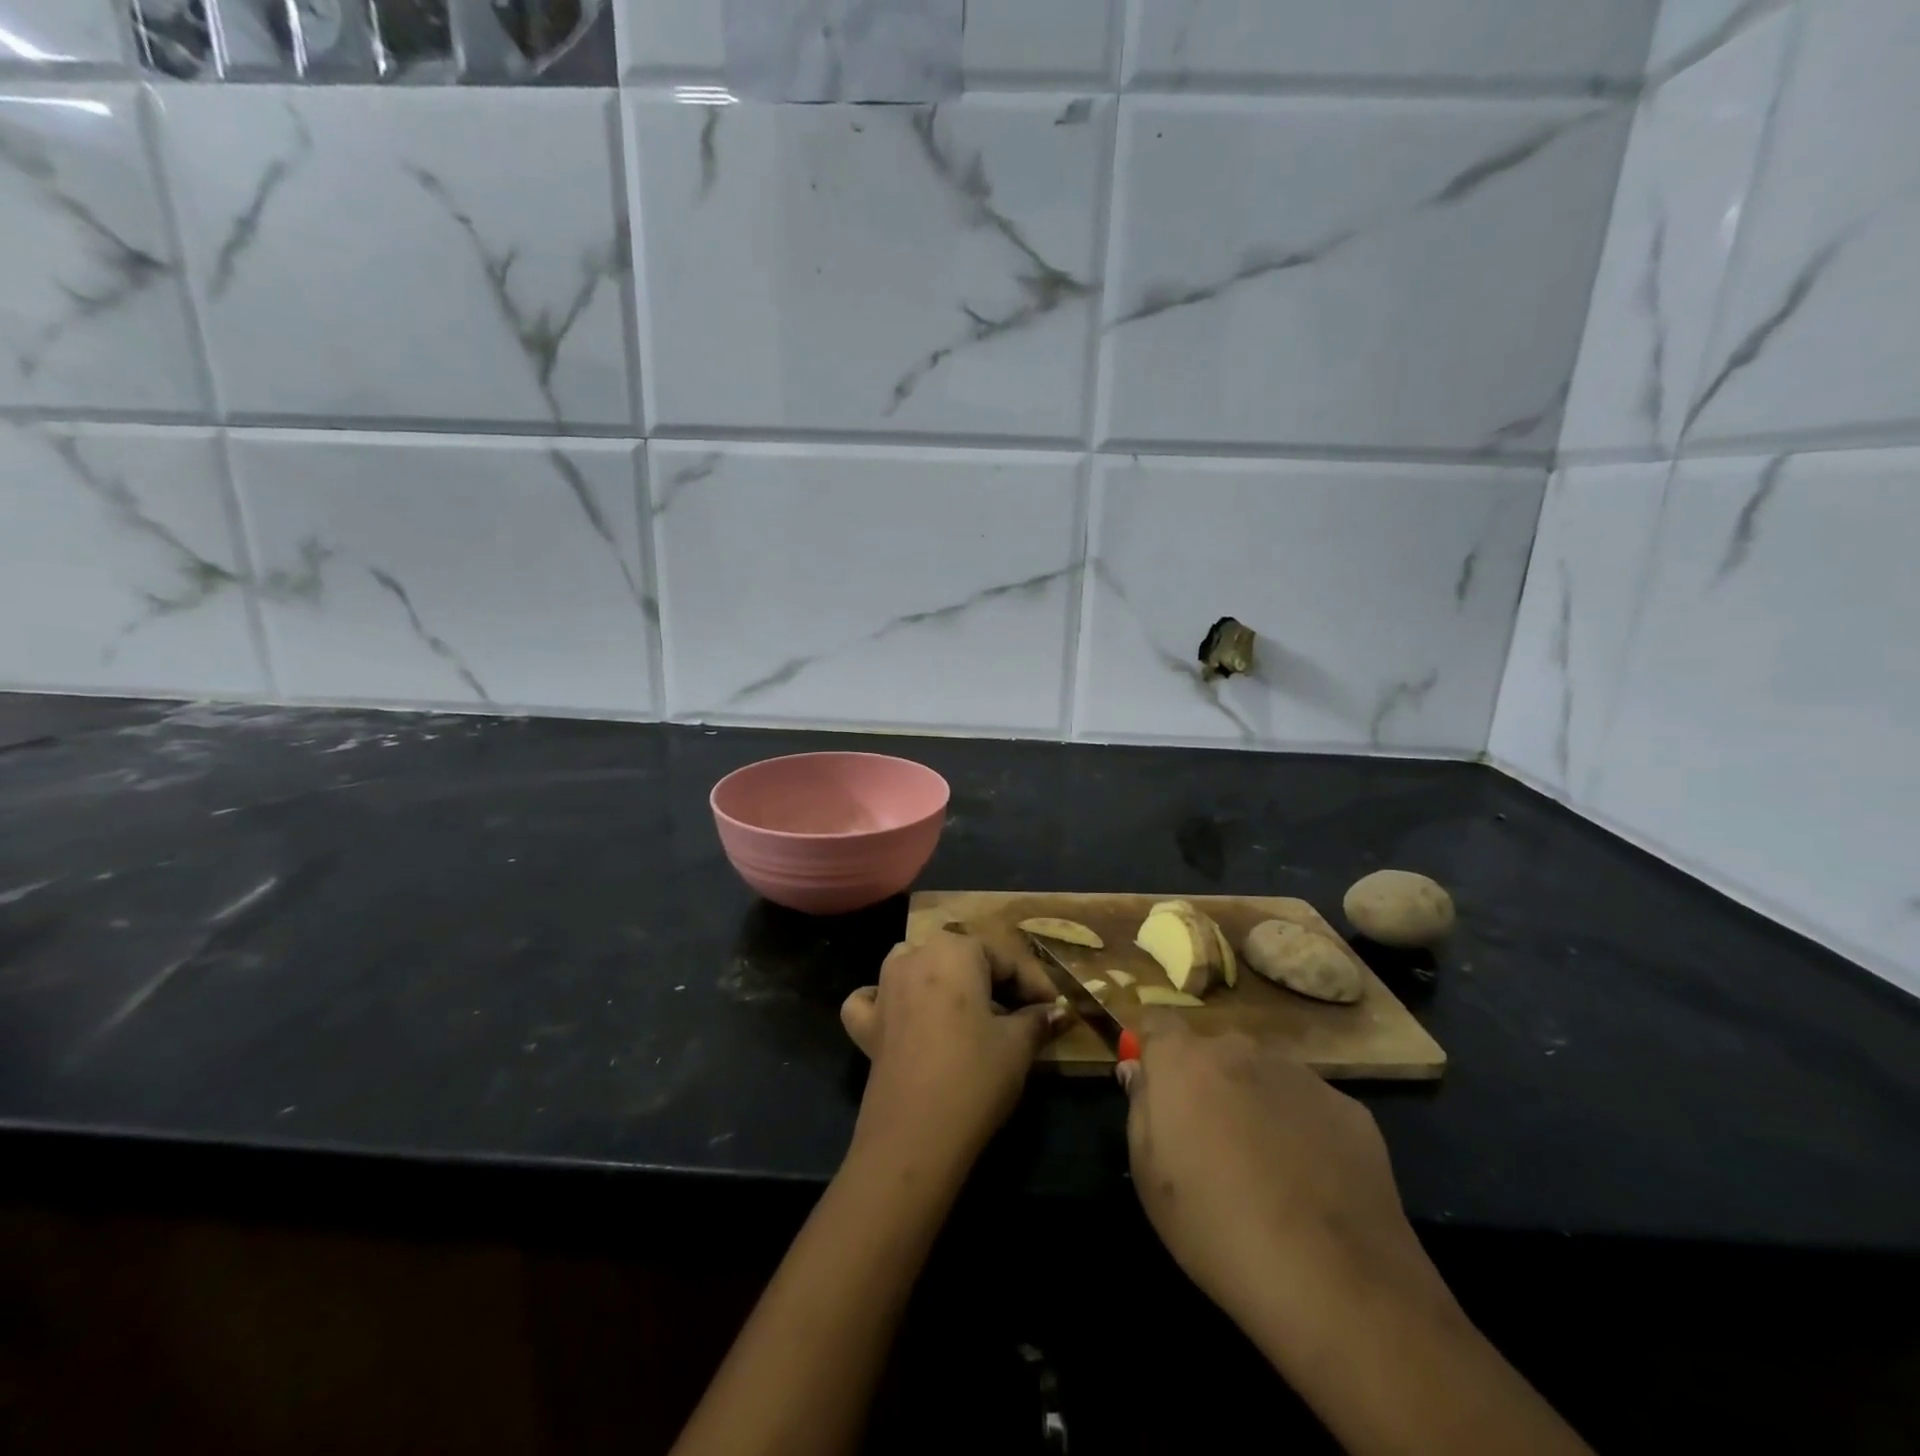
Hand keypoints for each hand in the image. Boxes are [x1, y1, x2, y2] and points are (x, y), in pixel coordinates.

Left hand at [840, 929, 1065, 1168]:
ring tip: (969, 1012)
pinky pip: (874, 1000)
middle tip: (1021, 1015)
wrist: (916, 1135)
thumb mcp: (1018, 1045)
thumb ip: (1037, 1020)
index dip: (1034, 985)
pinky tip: (902, 1017)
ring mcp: (884, 988)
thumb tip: (1057, 1012)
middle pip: (961, 958)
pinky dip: (887, 1002)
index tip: (1054, 1009)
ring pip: (915, 966)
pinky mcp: (865, 1024)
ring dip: (941, 981)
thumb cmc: (974, 1076)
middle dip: (992, 981)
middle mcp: (914, 956)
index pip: (1005, 959)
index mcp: (955, 950)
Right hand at [1119, 1014, 1454, 1353]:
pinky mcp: (1347, 1108)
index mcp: (1184, 1060)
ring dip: (1255, 1103)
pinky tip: (1310, 1184)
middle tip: (1211, 1141)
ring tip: (1266, 1169)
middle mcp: (1240, 1050)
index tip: (1155, 1088)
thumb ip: (1140, 1108)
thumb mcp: (1149, 1175)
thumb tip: (1139, 1071)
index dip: (1152, 1051)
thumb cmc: (1216, 1226)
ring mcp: (1299, 1075)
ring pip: (1263, 1076)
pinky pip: (1308, 1107)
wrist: (1333, 1279)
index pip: (1157, 1023)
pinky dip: (1302, 1130)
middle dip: (1207, 1082)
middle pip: (1213, 1052)